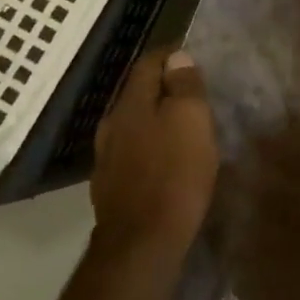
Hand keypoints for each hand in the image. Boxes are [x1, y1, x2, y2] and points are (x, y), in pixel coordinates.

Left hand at [89, 48, 218, 258]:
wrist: (141, 244)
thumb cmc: (174, 174)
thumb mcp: (191, 120)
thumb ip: (184, 86)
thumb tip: (177, 57)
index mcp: (131, 103)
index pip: (148, 63)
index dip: (171, 55)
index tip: (193, 54)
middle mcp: (112, 125)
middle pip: (137, 94)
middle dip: (163, 88)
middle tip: (192, 91)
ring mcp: (106, 158)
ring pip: (133, 125)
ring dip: (155, 119)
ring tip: (181, 126)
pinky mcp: (111, 188)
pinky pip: (133, 153)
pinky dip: (150, 147)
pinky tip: (165, 160)